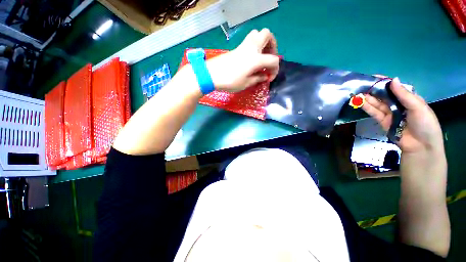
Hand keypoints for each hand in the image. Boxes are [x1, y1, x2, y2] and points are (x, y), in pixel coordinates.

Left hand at [207, 28, 279, 91]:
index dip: (275, 70)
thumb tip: (264, 76)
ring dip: (263, 43)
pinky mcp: (237, 48)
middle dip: (272, 46)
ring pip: (257, 34)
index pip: (273, 60)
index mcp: (256, 59)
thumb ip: (258, 79)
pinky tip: (252, 58)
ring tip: (261, 56)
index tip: (269, 78)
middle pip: (267, 35)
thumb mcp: (246, 83)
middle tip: (269, 58)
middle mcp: (252, 48)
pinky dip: (255, 46)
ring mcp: (244, 45)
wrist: (212, 74)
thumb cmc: (230, 81)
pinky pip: (250, 40)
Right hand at [362, 77, 443, 153]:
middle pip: (384, 96)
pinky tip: (360, 102)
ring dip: (368, 99)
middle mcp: (398, 105)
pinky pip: (374, 113)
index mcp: (409, 99)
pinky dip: (367, 107)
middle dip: (374, 90)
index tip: (374, 77)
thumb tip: (393, 80)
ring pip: (377, 104)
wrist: (420, 146)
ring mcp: (390, 113)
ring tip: (357, 93)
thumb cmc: (424, 124)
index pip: (396, 88)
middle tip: (362, 86)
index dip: (385, 82)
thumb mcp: (418, 107)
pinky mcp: (383, 121)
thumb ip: (404, 94)